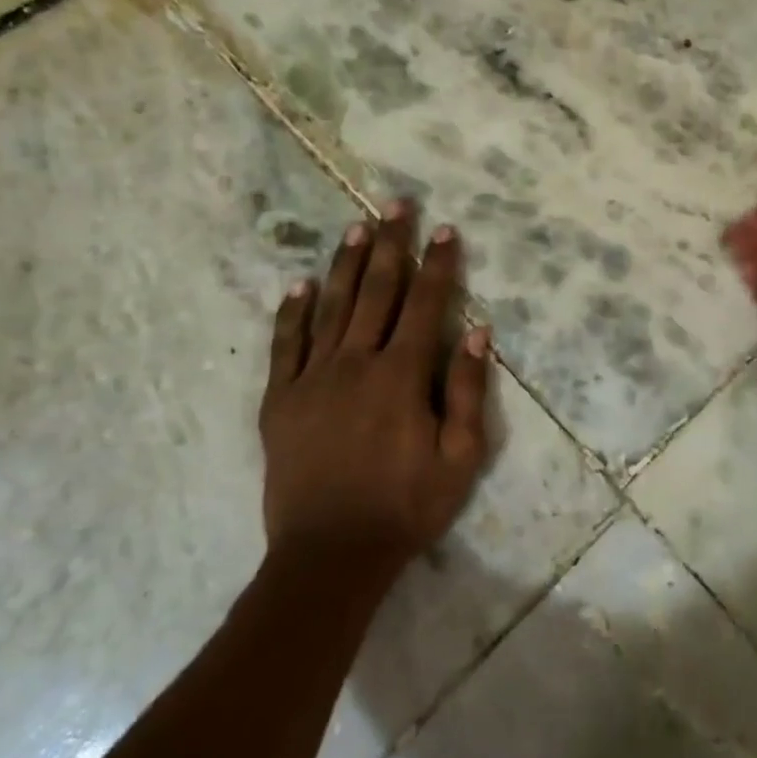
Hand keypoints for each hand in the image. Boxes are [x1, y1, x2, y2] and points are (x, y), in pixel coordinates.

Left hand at [258, 203, 494, 575]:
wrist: (330, 554)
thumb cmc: (406, 507)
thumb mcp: (460, 458)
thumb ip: (466, 390)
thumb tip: (476, 331)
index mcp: (401, 375)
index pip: (425, 305)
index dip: (438, 264)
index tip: (445, 229)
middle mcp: (356, 363)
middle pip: (376, 291)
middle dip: (390, 244)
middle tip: (396, 203)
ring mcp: (312, 379)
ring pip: (331, 307)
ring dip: (345, 263)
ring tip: (355, 226)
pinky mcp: (280, 400)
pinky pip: (286, 345)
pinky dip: (293, 312)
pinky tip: (299, 285)